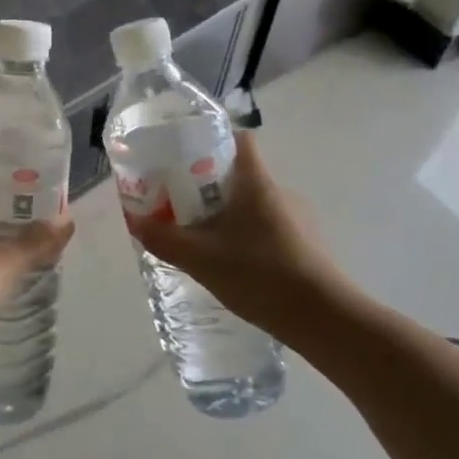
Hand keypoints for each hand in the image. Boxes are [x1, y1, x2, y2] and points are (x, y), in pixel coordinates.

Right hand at [126, 130, 351, 341]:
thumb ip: (164, 238)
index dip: (210, 140)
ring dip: (227, 215)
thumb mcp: (200, 258)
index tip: (183, 157)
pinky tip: (232, 265)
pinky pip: (266, 228)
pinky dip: (246, 238)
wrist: (324, 319)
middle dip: (207, 186)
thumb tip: (135, 221)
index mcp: (256, 182)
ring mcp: (297, 219)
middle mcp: (280, 191)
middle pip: (239, 173)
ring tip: (201, 240)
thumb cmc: (260, 275)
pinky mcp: (306, 245)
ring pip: (252, 204)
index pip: (237, 139)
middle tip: (179, 205)